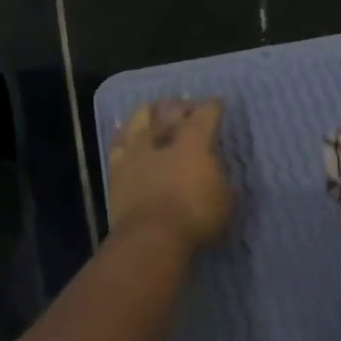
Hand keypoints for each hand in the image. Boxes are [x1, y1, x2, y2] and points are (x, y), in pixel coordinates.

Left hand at [106, 99, 232, 248]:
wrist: (150, 237)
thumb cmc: (194, 217)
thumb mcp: (224, 202)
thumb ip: (220, 184)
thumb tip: (217, 179)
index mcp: (193, 143)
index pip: (205, 115)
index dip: (213, 107)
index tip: (217, 103)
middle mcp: (162, 140)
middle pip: (168, 111)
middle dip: (178, 106)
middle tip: (183, 107)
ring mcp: (135, 154)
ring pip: (137, 121)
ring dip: (145, 114)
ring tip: (148, 112)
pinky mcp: (115, 172)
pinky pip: (117, 145)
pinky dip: (122, 137)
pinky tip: (124, 137)